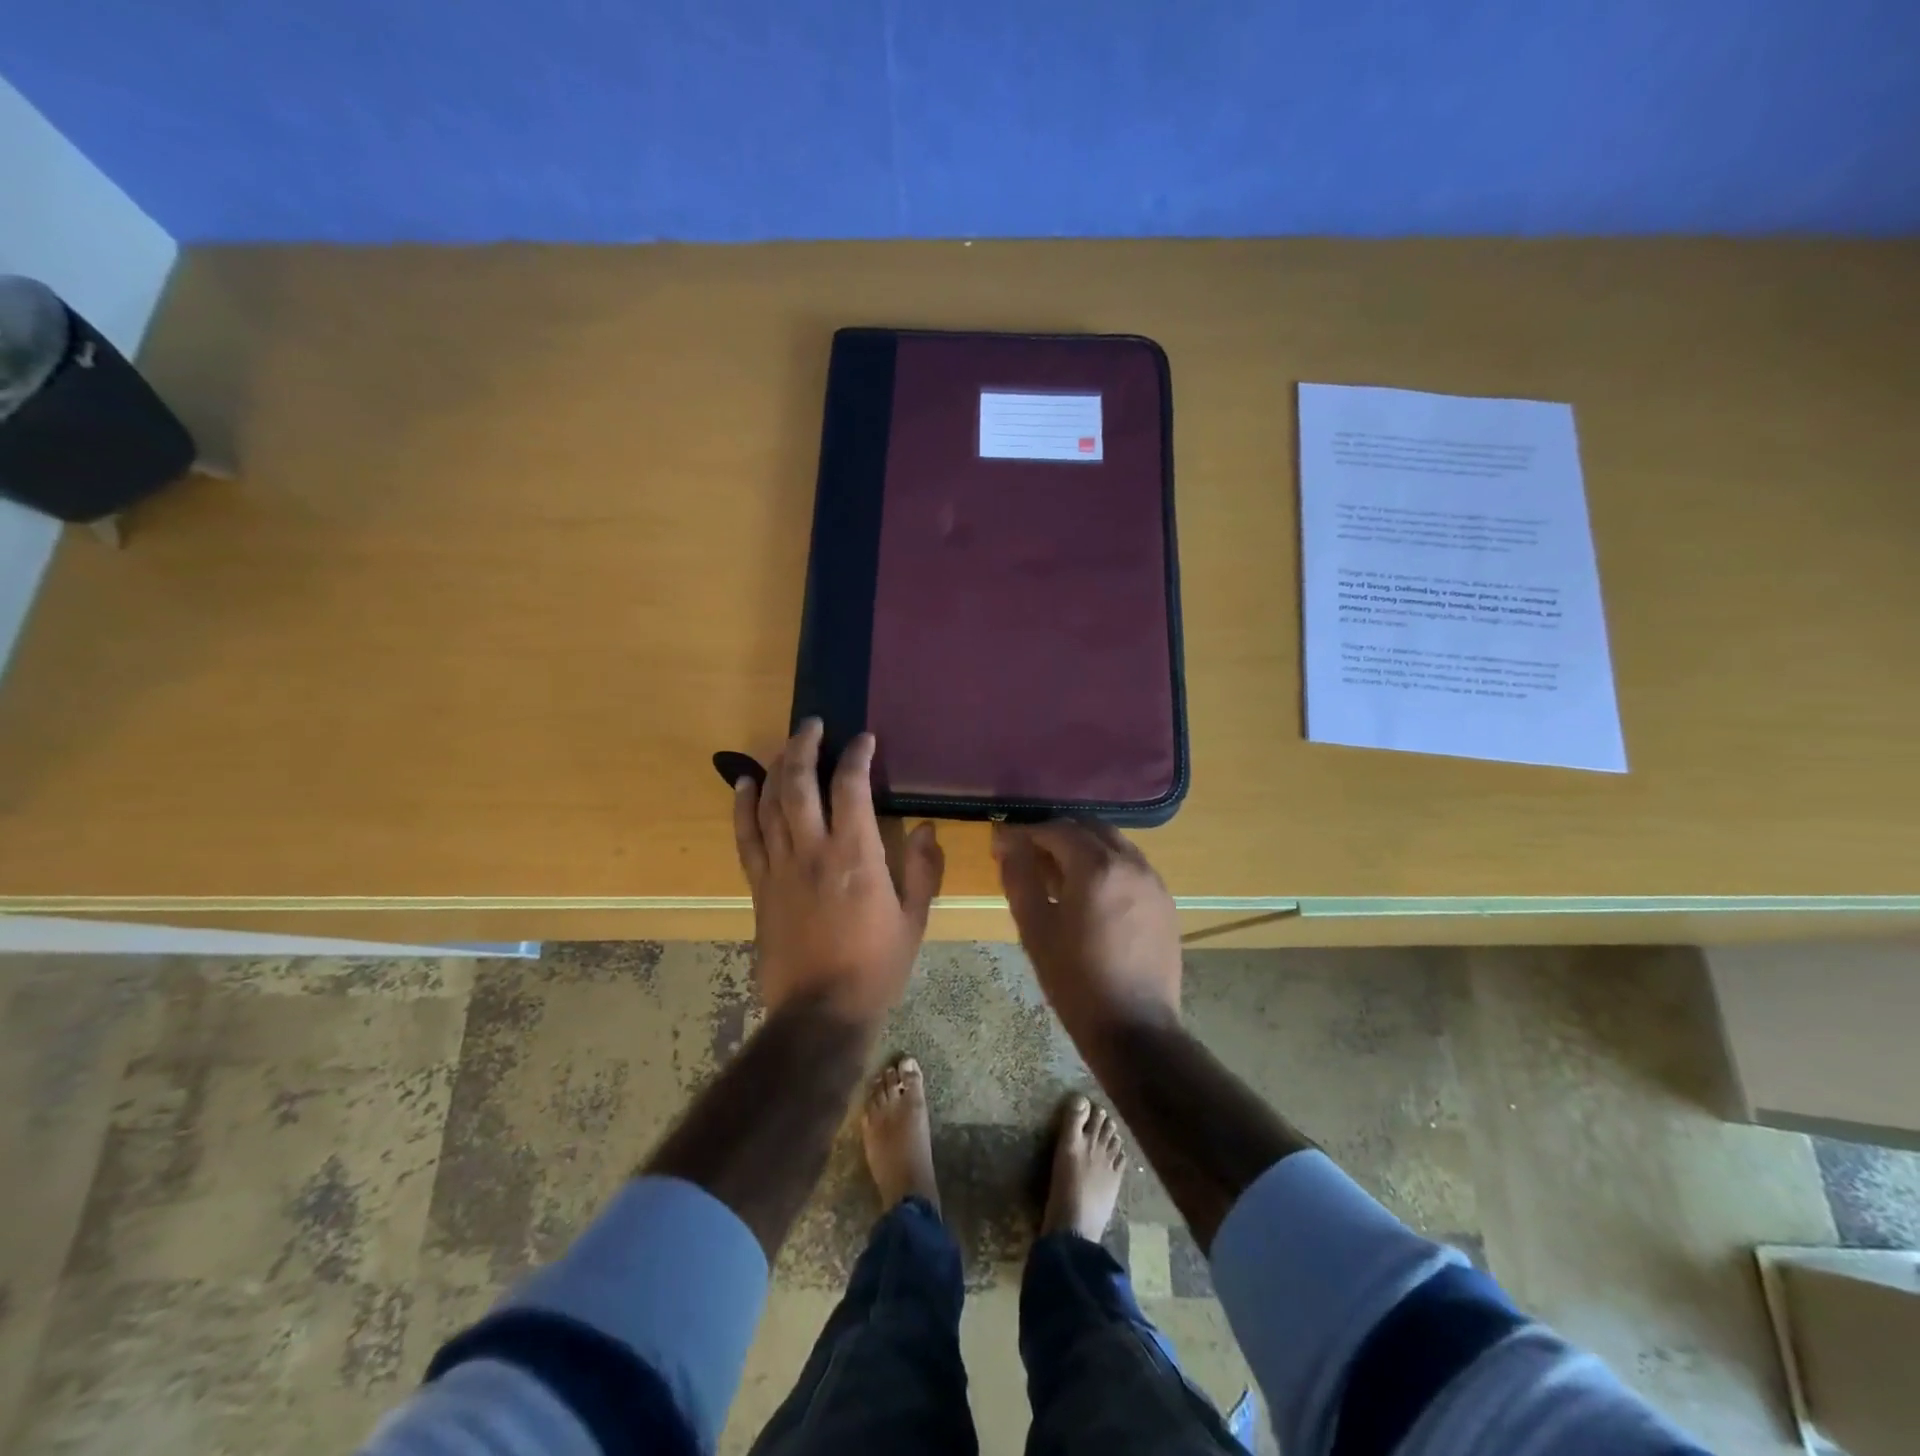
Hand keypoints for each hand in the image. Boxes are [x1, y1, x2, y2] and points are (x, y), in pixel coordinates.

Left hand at [733, 720, 943, 1023]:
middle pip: (798, 783)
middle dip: (804, 746)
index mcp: (856, 855)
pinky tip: (745, 783)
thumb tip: (928, 828)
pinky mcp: (760, 886)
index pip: (851, 787)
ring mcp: (780, 867)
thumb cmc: (876, 967)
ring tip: (786, 745)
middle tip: (814, 725)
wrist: (820, 1012)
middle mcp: (813, 850)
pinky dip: (743, 806)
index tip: (864, 739)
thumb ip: (923, 869)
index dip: (857, 755)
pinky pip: (746, 837)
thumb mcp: (914, 919)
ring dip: (776, 767)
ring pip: (770, 803)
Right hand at [992, 820, 1181, 1040]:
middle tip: (1030, 855)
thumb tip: (1007, 841)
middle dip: (1057, 834)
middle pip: (1089, 828)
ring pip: (1114, 844)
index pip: (1057, 829)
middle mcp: (1131, 863)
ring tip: (1059, 875)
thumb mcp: (1035, 928)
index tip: (1003, 844)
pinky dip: (1107, 865)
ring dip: (1084, 847)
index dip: (1026, 832)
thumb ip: (1020, 876)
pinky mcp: (1165, 901)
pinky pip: (1132, 866)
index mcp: (1097, 867)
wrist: (1134, 1028)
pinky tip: (1091, 894)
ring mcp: (1154, 881)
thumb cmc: (1075, 980)